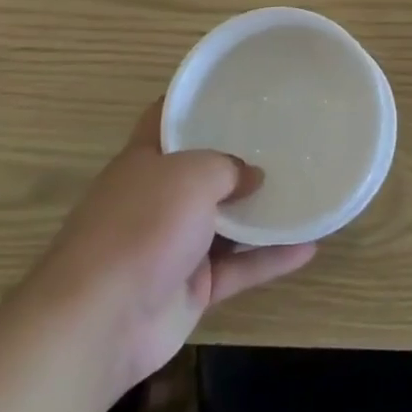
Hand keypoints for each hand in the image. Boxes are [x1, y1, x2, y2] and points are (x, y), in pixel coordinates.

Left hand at [20, 101, 314, 402]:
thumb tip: (252, 176)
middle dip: (238, 158)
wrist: (102, 323)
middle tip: (284, 138)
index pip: (166, 118)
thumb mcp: (191, 175)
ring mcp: (173, 246)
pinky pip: (238, 268)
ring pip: (225, 222)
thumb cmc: (142, 227)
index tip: (234, 88)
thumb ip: (227, 167)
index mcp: (144, 162)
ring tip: (304, 188)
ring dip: (261, 211)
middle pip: (201, 171)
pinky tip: (309, 247)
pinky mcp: (191, 288)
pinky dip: (270, 259)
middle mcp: (156, 199)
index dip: (194, 101)